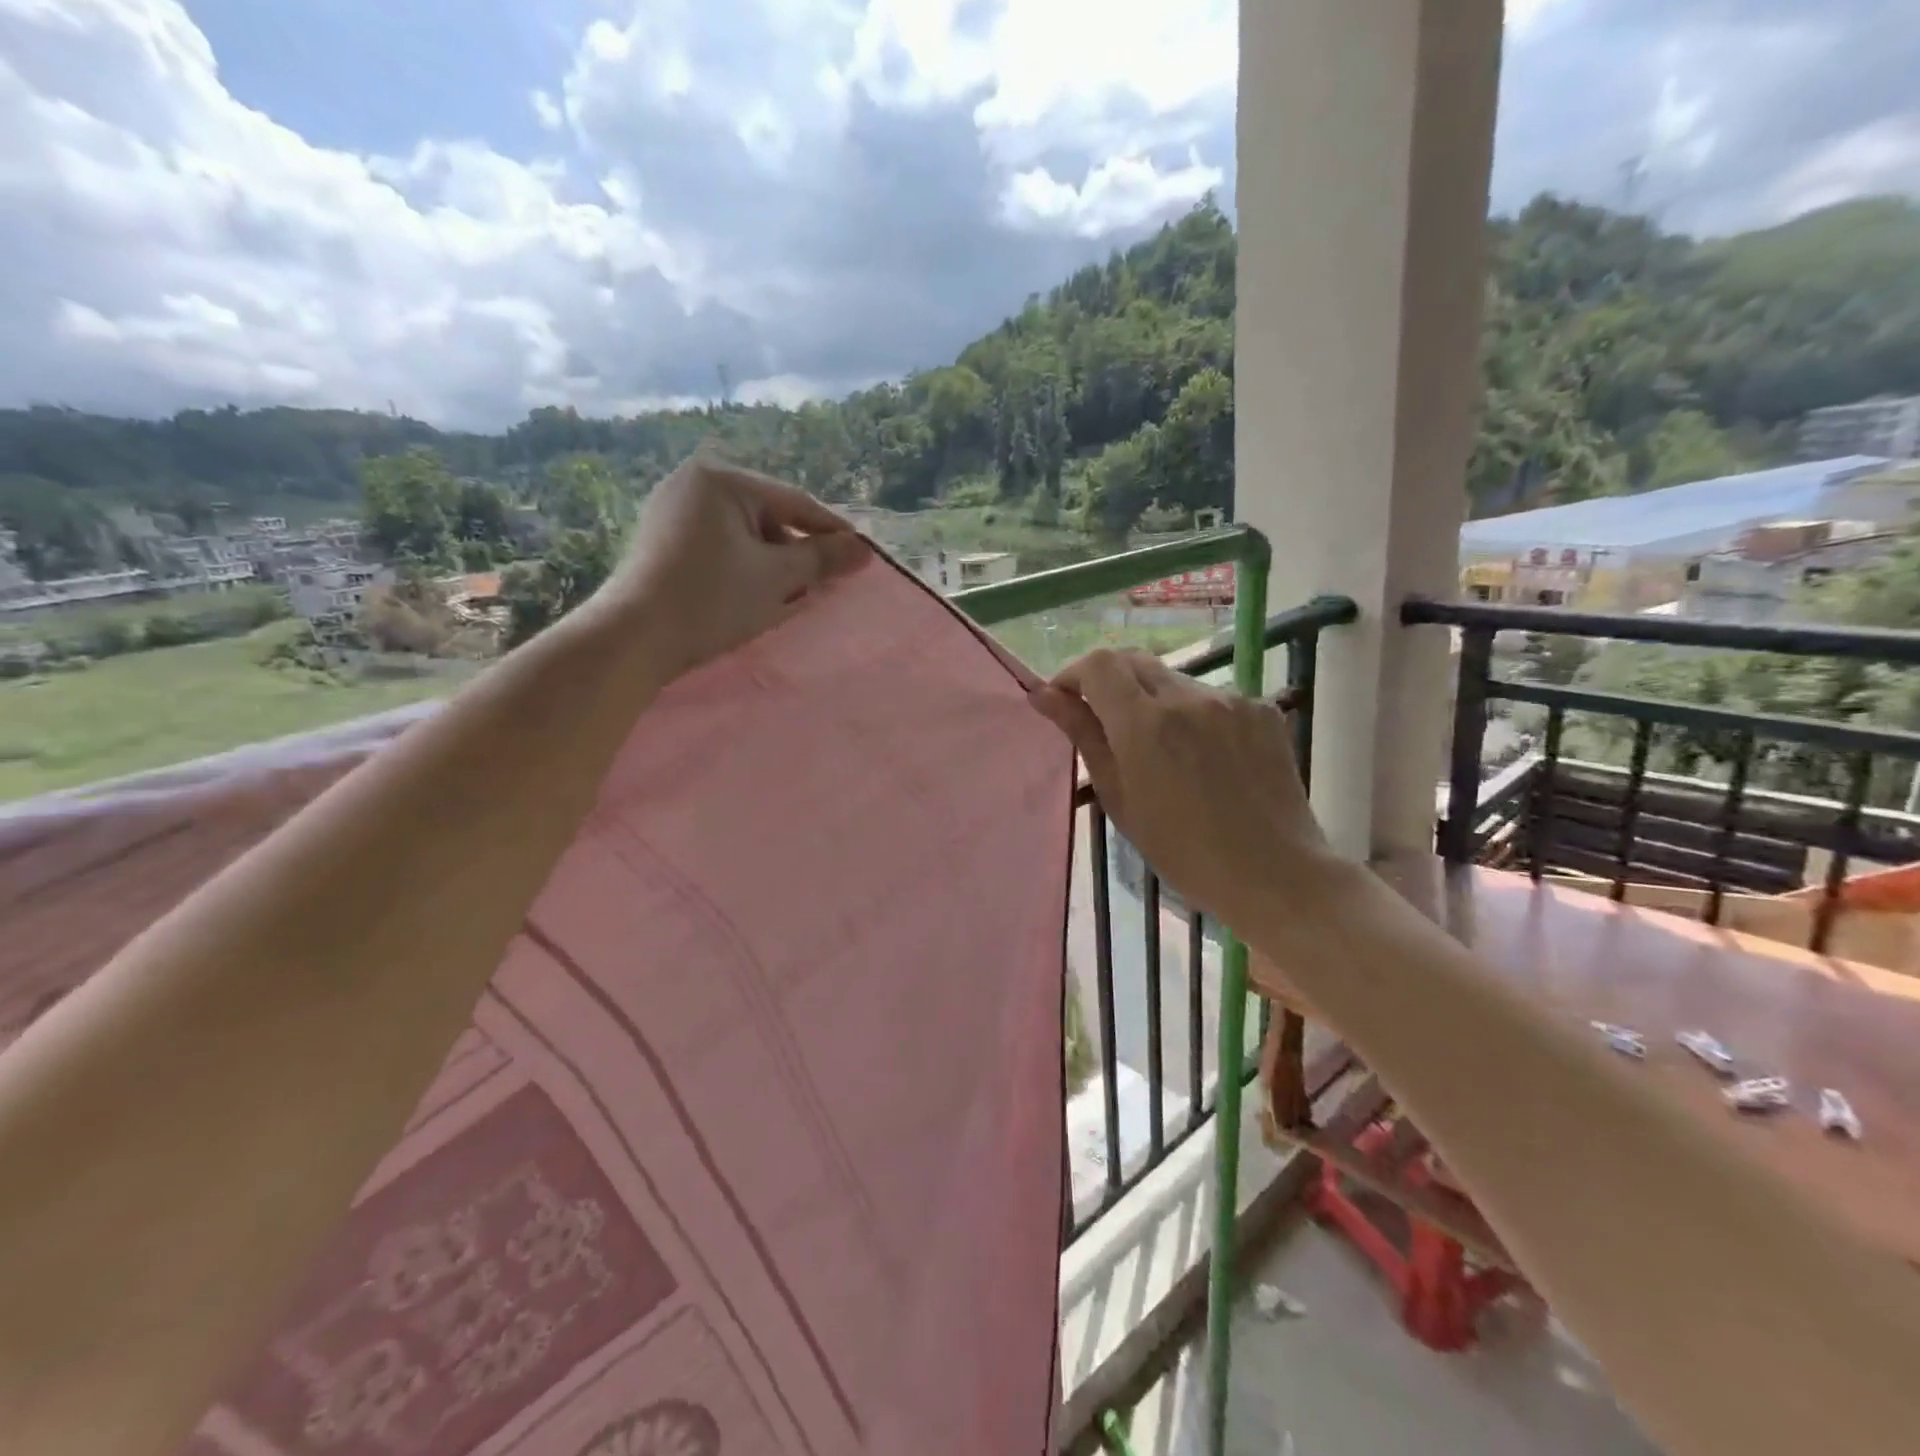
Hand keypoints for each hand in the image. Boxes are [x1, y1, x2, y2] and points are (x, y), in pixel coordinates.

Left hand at [599, 456, 870, 678]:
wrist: (633, 639)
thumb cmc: (711, 600)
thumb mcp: (776, 578)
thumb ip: (822, 559)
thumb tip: (864, 549)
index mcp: (721, 479)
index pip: (794, 502)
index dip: (832, 531)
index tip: (862, 555)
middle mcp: (692, 482)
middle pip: (767, 516)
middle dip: (797, 550)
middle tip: (823, 582)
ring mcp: (670, 509)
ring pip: (742, 533)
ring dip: (771, 562)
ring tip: (790, 594)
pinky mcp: (660, 539)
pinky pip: (718, 545)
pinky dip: (742, 565)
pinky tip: (752, 593)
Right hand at [1029, 649, 1341, 942]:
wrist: (1274, 874)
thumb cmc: (1183, 851)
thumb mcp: (1120, 798)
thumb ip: (1084, 736)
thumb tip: (1044, 696)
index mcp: (1146, 723)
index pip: (1099, 664)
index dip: (1074, 674)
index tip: (1066, 701)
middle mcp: (1188, 697)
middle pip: (1135, 661)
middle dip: (1110, 682)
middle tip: (1105, 722)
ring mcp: (1231, 700)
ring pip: (1174, 681)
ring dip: (1154, 701)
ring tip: (1163, 751)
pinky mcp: (1263, 709)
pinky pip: (1213, 699)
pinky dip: (1195, 716)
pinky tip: (1205, 758)